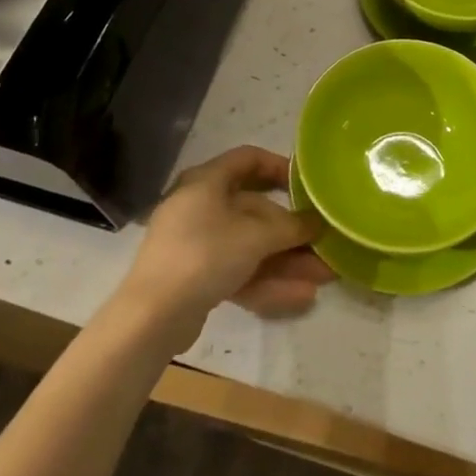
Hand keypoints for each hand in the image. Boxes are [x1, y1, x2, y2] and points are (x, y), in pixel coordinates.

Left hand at [120, 147, 332, 339]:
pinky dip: (267, 280)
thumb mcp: (256, 237)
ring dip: (286, 260)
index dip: (280, 166)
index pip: (248, 159)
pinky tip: (301, 296)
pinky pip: (238, 270)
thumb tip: (319, 222)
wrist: (151, 317)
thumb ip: (292, 227)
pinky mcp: (195, 277)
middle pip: (254, 210)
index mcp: (206, 181)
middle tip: (323, 243)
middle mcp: (200, 206)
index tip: (307, 183)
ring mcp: (196, 243)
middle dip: (291, 231)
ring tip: (323, 277)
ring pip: (249, 245)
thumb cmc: (205, 255)